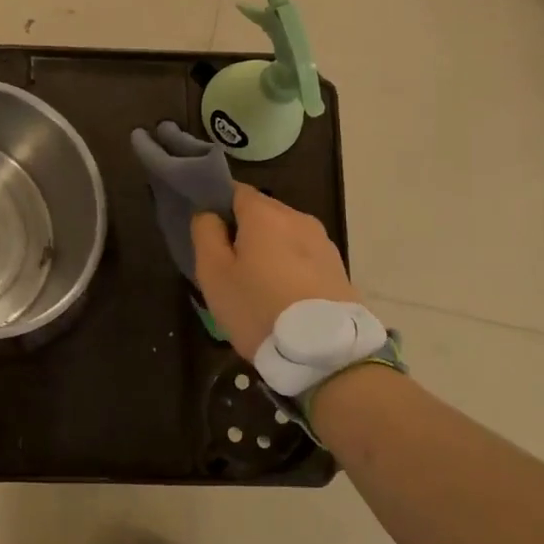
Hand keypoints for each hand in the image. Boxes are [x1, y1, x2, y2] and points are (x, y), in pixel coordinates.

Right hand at [190, 184, 356, 361]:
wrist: (325, 353)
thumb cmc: (259, 308)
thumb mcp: (214, 274)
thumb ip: (205, 234)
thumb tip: (208, 213)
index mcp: (265, 214)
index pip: (235, 190)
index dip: (217, 205)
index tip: (208, 232)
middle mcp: (298, 218)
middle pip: (262, 212)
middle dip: (244, 230)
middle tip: (228, 264)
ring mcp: (323, 242)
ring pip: (285, 235)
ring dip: (269, 249)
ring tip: (257, 283)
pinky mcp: (338, 267)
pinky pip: (304, 256)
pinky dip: (290, 267)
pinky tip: (283, 295)